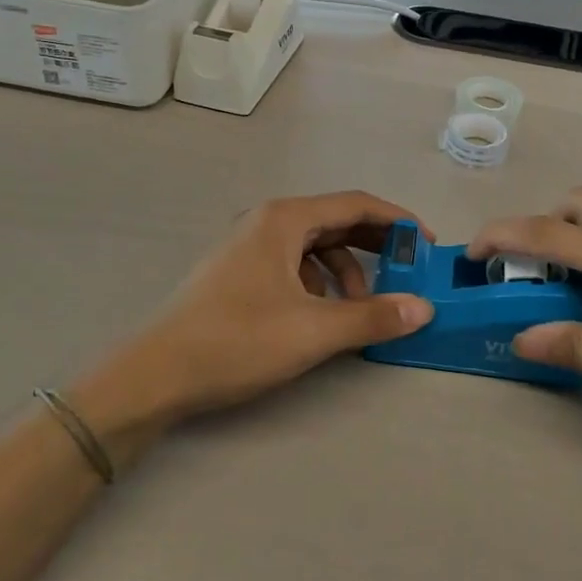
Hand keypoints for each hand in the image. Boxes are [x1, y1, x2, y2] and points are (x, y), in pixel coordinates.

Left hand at [93, 192, 434, 424]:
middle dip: (375, 246)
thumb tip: (424, 308)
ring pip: (314, 246)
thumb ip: (372, 316)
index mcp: (285, 218)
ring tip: (359, 309)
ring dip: (346, 271)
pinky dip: (319, 283)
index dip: (397, 221)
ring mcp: (249, 245)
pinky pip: (294, 264)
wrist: (154, 375)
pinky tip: (321, 315)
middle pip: (336, 221)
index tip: (427, 244)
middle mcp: (268, 221)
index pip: (356, 204)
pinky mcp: (238, 272)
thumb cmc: (236, 341)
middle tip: (407, 272)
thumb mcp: (313, 330)